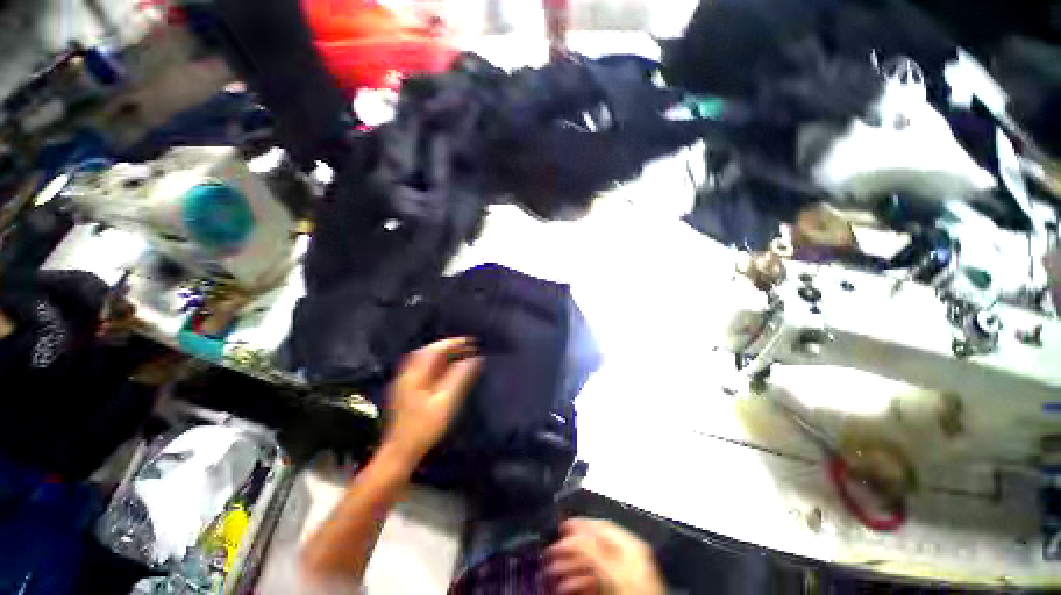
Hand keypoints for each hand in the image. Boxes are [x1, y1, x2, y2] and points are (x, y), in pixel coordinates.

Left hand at [381, 337, 482, 467]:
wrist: (400, 452)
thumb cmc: (424, 427)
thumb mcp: (446, 402)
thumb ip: (460, 378)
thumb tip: (474, 359)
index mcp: (414, 375)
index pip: (434, 350)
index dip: (452, 343)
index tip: (470, 341)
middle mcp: (407, 375)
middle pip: (426, 352)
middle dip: (447, 346)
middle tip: (465, 346)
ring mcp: (404, 383)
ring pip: (423, 360)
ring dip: (441, 354)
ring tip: (459, 354)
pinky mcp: (405, 392)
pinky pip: (422, 369)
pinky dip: (436, 364)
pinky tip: (445, 369)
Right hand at [546, 519, 664, 594]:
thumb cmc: (638, 593)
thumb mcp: (612, 568)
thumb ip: (592, 547)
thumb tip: (572, 535)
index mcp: (632, 545)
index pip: (600, 525)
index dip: (579, 524)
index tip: (562, 526)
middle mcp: (628, 557)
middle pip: (593, 545)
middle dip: (570, 548)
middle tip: (553, 551)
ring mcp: (623, 575)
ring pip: (591, 564)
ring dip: (570, 566)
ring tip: (554, 570)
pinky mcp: (618, 589)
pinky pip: (594, 580)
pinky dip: (578, 581)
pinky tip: (566, 585)